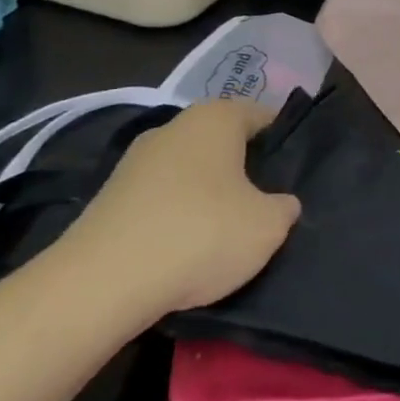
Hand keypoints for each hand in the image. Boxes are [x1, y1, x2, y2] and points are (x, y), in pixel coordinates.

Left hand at [54, 101, 300, 316]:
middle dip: (246, 170)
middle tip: (268, 205)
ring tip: (229, 233)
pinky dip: (178, 218)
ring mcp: (135, 163)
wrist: (102, 284)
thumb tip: (280, 203)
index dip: (284, 143)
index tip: (296, 175)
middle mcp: (172, 128)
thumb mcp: (269, 225)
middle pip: (223, 144)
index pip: (263, 116)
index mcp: (214, 119)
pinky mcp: (110, 199)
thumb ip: (284, 207)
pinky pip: (161, 200)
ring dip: (210, 196)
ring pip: (190, 172)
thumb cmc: (202, 234)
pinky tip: (188, 250)